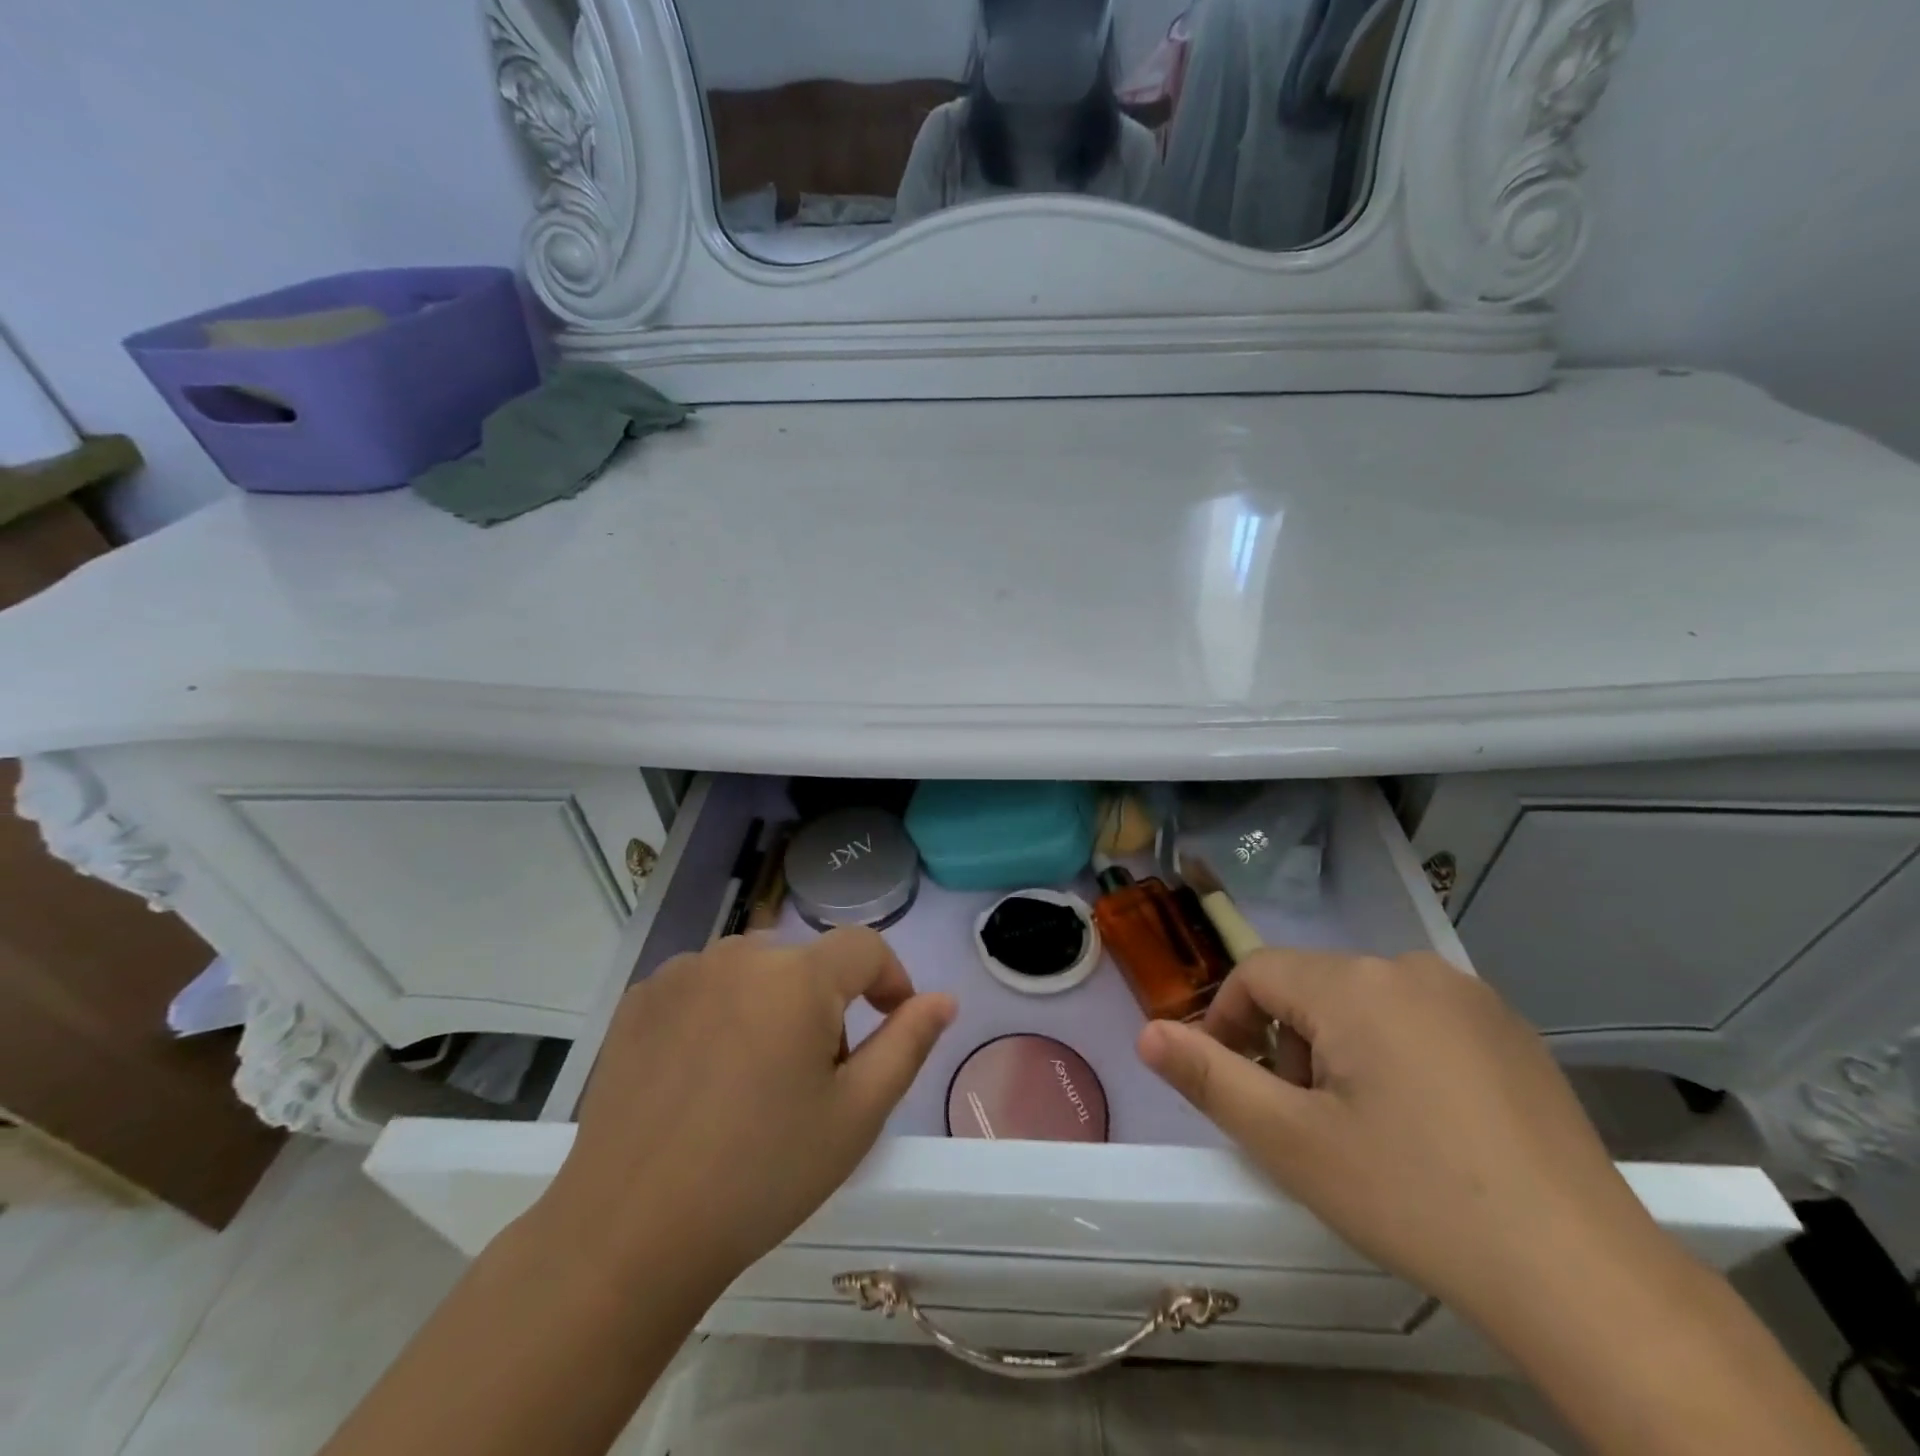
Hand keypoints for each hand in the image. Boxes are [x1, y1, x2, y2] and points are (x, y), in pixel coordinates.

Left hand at [540, 928, 955, 1291]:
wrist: (629, 1233)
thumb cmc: (762, 1174)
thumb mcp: (856, 1115)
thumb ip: (907, 1044)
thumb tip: (943, 998)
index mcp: (798, 977)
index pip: (865, 946)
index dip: (890, 978)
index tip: (893, 1021)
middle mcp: (739, 955)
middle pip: (807, 963)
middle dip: (827, 1005)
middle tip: (816, 1078)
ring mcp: (683, 972)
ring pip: (755, 971)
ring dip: (773, 1005)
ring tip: (757, 1079)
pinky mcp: (641, 998)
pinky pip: (704, 985)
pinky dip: (721, 1012)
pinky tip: (704, 1075)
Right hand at [1136, 950, 1678, 1332]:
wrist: (1584, 1275)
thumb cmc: (1414, 1197)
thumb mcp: (1292, 1143)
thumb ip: (1210, 1077)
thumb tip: (1147, 1032)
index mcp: (1355, 984)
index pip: (1258, 973)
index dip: (1229, 1021)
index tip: (1233, 1081)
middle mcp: (1410, 967)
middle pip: (1312, 988)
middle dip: (1288, 1043)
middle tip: (1305, 1121)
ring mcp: (1469, 995)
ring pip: (1364, 1001)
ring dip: (1338, 1048)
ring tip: (1363, 1126)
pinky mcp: (1509, 1028)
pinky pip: (1418, 1017)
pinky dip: (1394, 1052)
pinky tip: (1425, 1122)